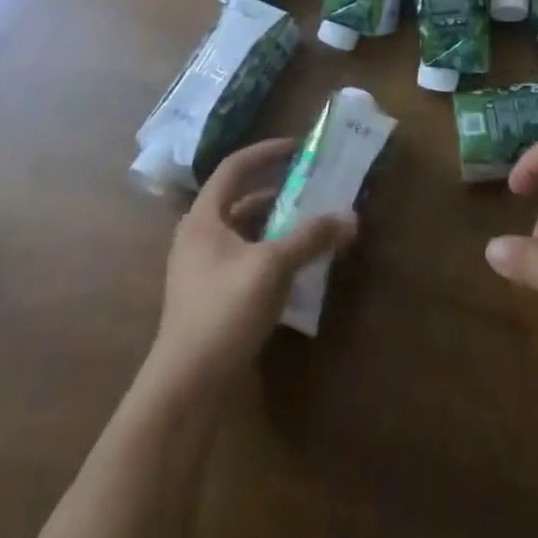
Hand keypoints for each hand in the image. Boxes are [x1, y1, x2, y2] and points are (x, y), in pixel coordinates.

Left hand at [148, 138, 356, 394]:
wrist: (185, 388)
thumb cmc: (224, 311)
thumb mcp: (273, 266)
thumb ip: (312, 237)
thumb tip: (352, 217)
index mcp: (203, 218)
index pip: (234, 167)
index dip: (265, 152)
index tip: (298, 148)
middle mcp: (198, 237)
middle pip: (240, 200)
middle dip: (278, 191)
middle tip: (311, 188)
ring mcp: (201, 270)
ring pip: (244, 232)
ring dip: (276, 225)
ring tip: (310, 224)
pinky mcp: (210, 298)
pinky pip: (244, 259)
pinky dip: (269, 254)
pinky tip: (295, 268)